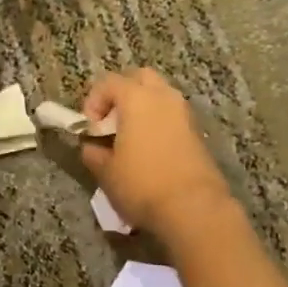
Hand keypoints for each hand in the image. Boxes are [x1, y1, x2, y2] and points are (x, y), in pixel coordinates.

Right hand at [80, 69, 233, 238]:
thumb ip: (93, 153)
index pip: (109, 82)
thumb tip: (91, 147)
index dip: (93, 101)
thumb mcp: (106, 172)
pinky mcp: (197, 133)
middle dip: (122, 93)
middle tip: (111, 121)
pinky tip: (150, 151)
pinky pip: (172, 116)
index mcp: (137, 99)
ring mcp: (184, 114)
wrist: (193, 208)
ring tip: (130, 137)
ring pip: (160, 95)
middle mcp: (163, 97)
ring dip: (143, 108)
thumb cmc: (142, 185)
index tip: (89, 128)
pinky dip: (158, 123)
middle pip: (140, 78)